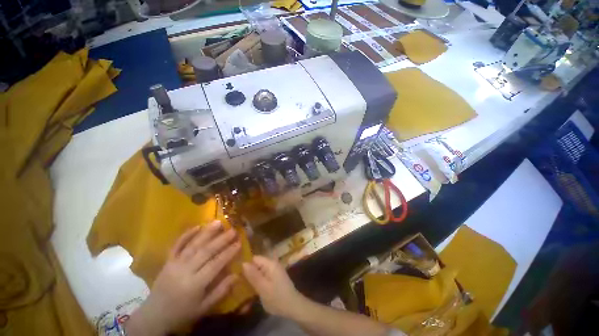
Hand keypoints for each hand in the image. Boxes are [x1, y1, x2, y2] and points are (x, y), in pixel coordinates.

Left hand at [126, 222, 240, 335]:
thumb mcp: (204, 308)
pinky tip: (197, 226)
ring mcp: (174, 264)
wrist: (154, 315)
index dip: (228, 253)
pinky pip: (177, 245)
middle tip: (233, 230)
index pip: (215, 264)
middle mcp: (184, 271)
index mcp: (194, 284)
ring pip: (193, 245)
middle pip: (205, 252)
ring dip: (207, 233)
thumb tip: (237, 275)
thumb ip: (221, 291)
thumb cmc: (182, 313)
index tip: (239, 242)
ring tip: (219, 222)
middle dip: (221, 240)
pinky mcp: (168, 261)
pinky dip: (186, 235)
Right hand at [242, 256, 306, 318]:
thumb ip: (253, 275)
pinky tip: (251, 289)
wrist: (293, 306)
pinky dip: (257, 282)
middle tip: (236, 282)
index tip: (235, 273)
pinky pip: (262, 276)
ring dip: (251, 278)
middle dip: (248, 272)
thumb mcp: (263, 288)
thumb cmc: (277, 297)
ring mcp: (273, 271)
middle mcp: (272, 264)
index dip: (245, 264)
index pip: (255, 258)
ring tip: (241, 287)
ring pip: (258, 271)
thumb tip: (243, 263)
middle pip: (256, 265)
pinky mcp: (273, 278)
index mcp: (270, 264)